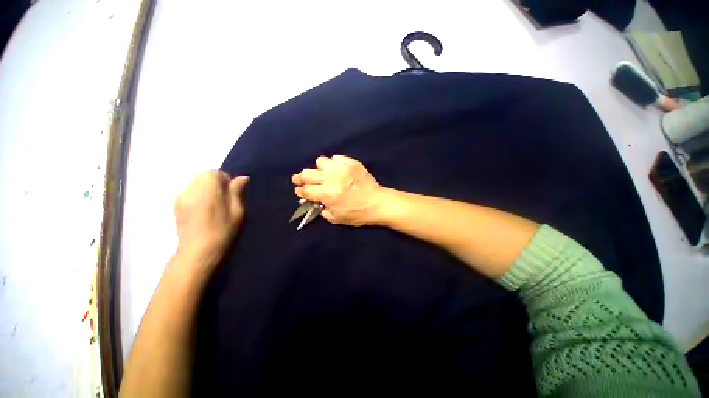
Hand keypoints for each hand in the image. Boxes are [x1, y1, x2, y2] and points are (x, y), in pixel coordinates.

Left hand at [174, 171, 248, 269]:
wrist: (197, 252)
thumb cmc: (222, 231)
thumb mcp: (237, 211)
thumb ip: (237, 192)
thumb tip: (242, 177)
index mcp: (208, 189)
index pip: (215, 173)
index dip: (226, 181)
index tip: (232, 194)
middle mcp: (191, 189)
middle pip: (204, 176)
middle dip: (216, 183)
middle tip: (224, 200)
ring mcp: (181, 197)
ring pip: (196, 183)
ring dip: (206, 189)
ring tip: (213, 205)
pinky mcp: (176, 205)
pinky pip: (189, 192)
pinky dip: (198, 195)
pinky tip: (203, 210)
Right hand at [292, 155, 385, 226]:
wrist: (378, 203)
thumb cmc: (357, 214)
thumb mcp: (335, 218)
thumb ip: (320, 208)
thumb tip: (308, 199)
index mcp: (327, 194)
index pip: (305, 189)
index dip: (299, 191)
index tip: (300, 191)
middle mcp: (332, 179)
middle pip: (307, 174)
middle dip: (300, 178)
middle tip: (300, 180)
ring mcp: (342, 168)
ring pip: (320, 161)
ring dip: (318, 169)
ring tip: (323, 175)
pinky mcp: (351, 162)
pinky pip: (335, 158)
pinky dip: (333, 164)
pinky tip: (337, 171)